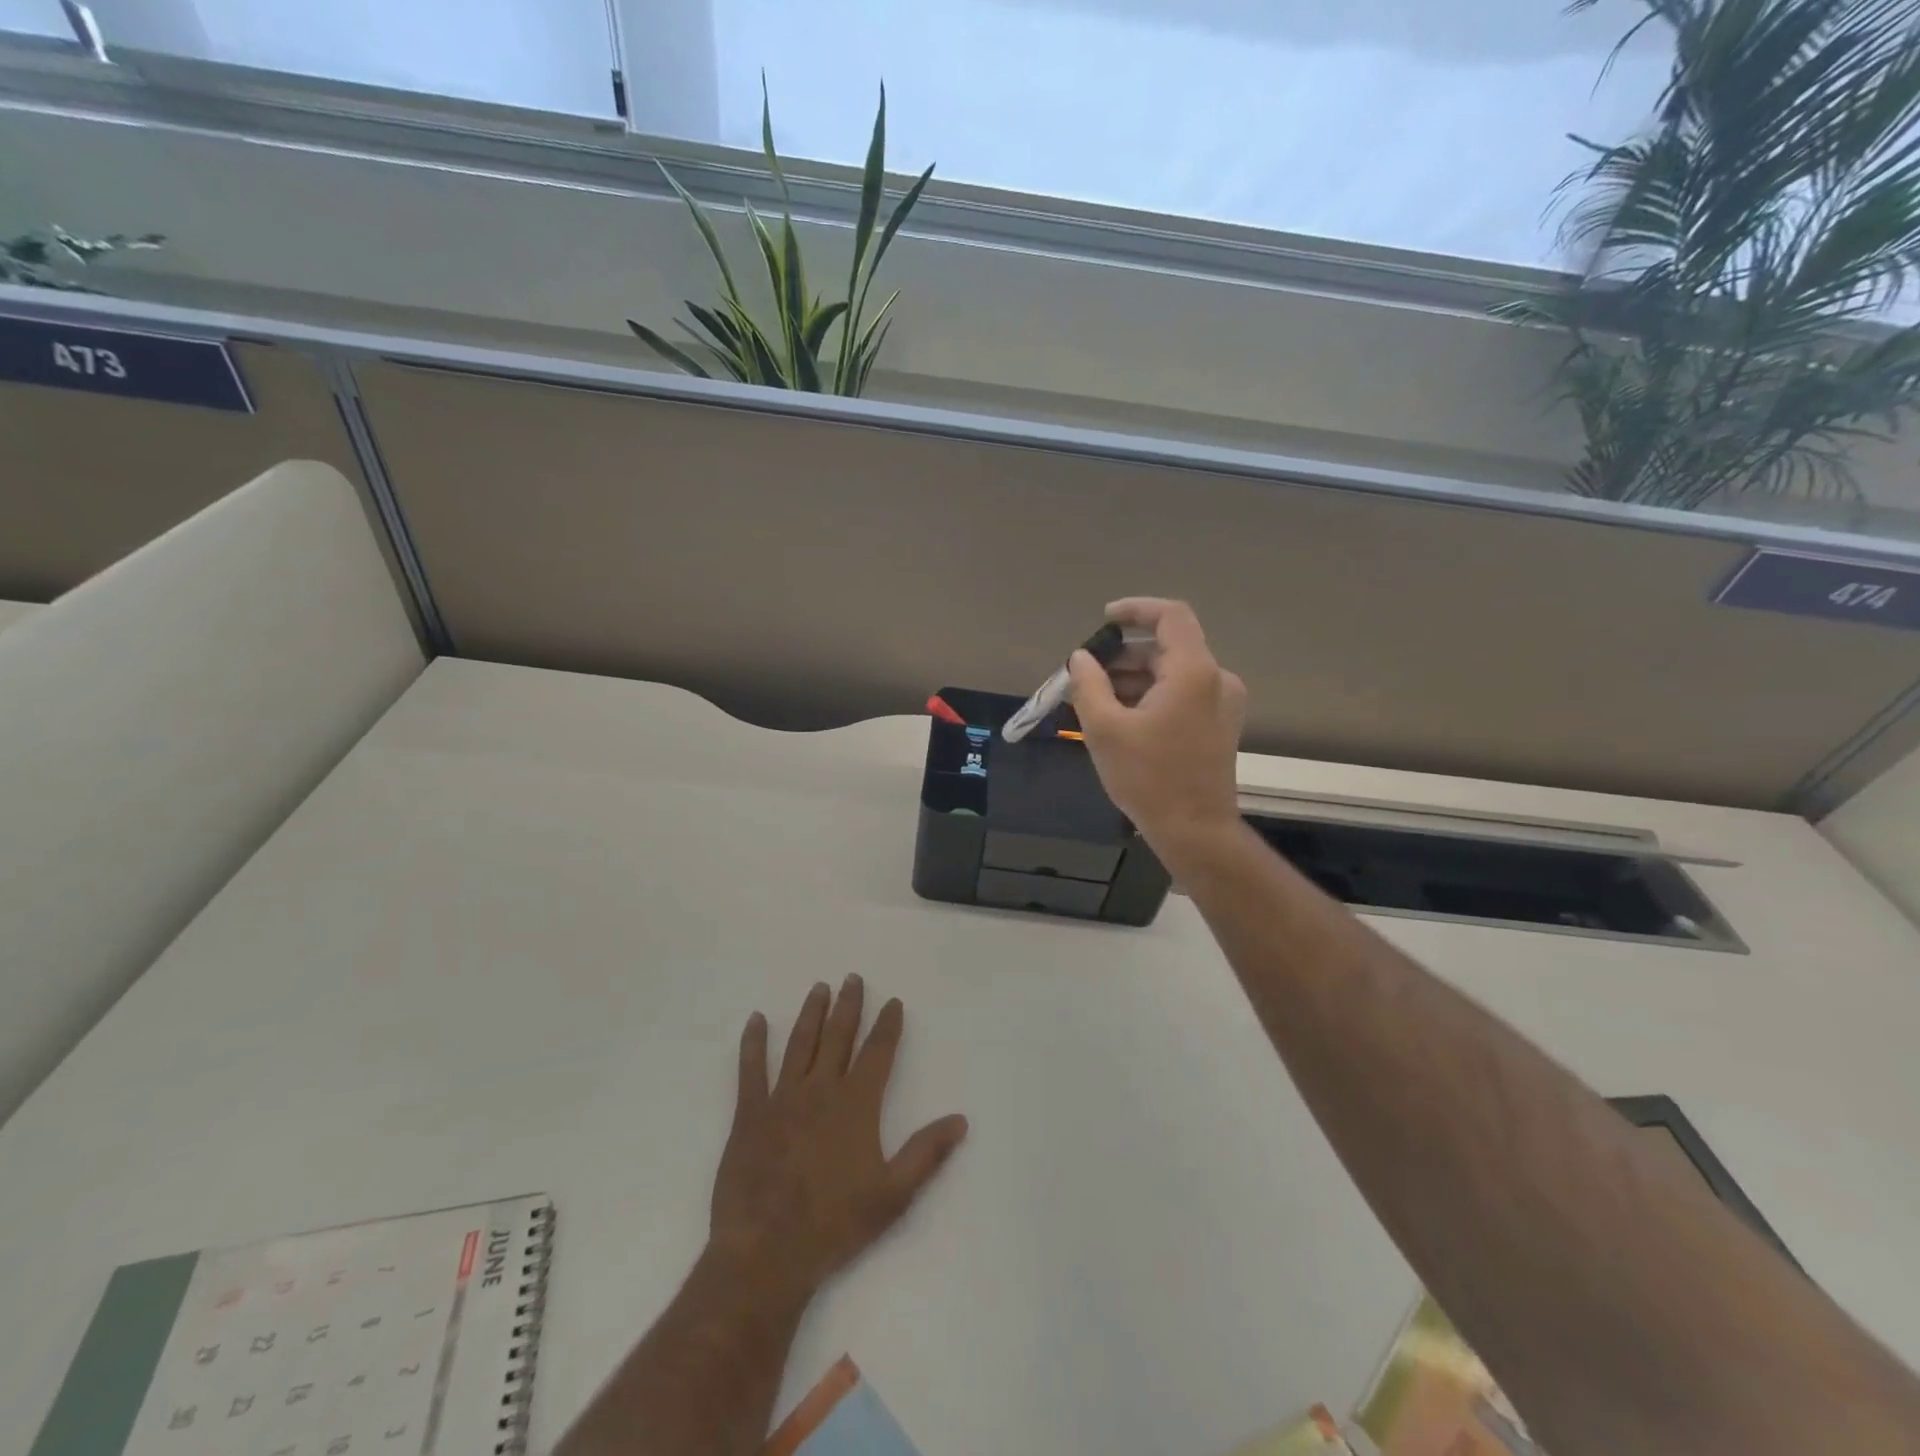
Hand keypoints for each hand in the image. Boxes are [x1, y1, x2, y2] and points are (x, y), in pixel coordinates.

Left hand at [709, 976, 968, 1296]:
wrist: (766, 1253)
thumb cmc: (835, 1225)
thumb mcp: (893, 1195)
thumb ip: (927, 1153)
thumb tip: (960, 1119)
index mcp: (857, 1104)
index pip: (878, 1052)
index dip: (887, 1025)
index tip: (893, 1001)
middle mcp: (821, 1090)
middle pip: (838, 1037)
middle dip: (849, 1006)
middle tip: (853, 978)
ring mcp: (782, 1098)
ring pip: (800, 1044)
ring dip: (811, 1014)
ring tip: (819, 988)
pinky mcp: (749, 1114)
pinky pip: (751, 1069)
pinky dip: (753, 1043)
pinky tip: (755, 1020)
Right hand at [1068, 597, 1246, 850]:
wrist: (1195, 831)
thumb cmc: (1149, 779)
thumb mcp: (1105, 729)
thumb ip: (1089, 684)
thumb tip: (1082, 659)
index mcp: (1194, 672)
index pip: (1170, 616)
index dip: (1135, 609)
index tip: (1104, 620)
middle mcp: (1216, 679)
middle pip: (1167, 647)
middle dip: (1123, 655)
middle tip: (1086, 675)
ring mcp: (1223, 703)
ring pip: (1172, 673)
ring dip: (1134, 678)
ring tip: (1095, 700)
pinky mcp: (1219, 724)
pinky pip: (1181, 694)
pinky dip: (1151, 695)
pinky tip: (1120, 718)